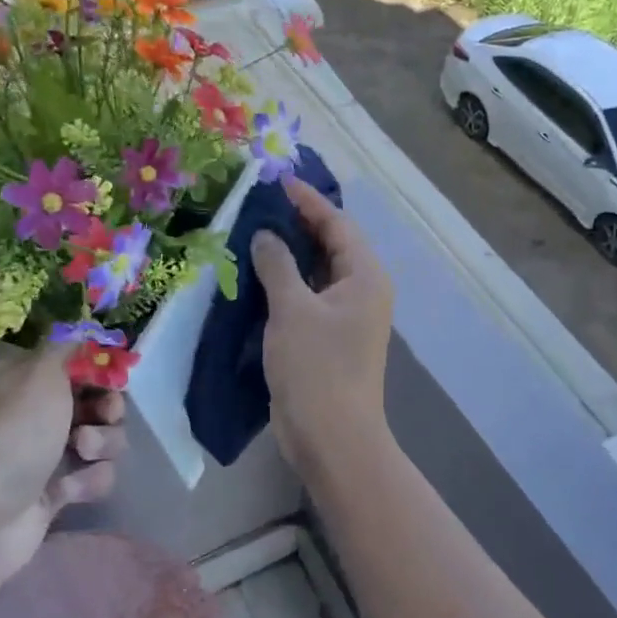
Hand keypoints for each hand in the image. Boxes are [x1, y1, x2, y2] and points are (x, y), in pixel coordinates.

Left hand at [0, 343, 122, 589]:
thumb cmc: (8, 434)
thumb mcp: (39, 372)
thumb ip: (69, 345)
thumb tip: (82, 327)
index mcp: (19, 374)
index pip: (69, 357)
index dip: (95, 363)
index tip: (110, 370)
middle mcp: (30, 409)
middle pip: (92, 396)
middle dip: (107, 405)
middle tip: (105, 412)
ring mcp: (42, 451)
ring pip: (100, 435)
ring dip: (103, 441)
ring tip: (83, 451)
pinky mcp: (54, 490)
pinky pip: (92, 474)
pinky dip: (90, 479)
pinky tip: (72, 490)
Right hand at [250, 179, 393, 472]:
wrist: (332, 438)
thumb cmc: (317, 368)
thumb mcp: (292, 310)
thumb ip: (277, 265)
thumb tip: (265, 235)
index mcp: (365, 276)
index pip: (337, 223)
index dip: (306, 200)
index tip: (275, 180)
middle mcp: (362, 290)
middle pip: (330, 244)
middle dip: (296, 223)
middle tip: (257, 203)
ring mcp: (346, 315)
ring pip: (317, 271)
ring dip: (288, 253)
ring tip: (251, 230)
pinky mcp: (328, 336)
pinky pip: (308, 296)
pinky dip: (286, 281)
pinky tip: (256, 274)